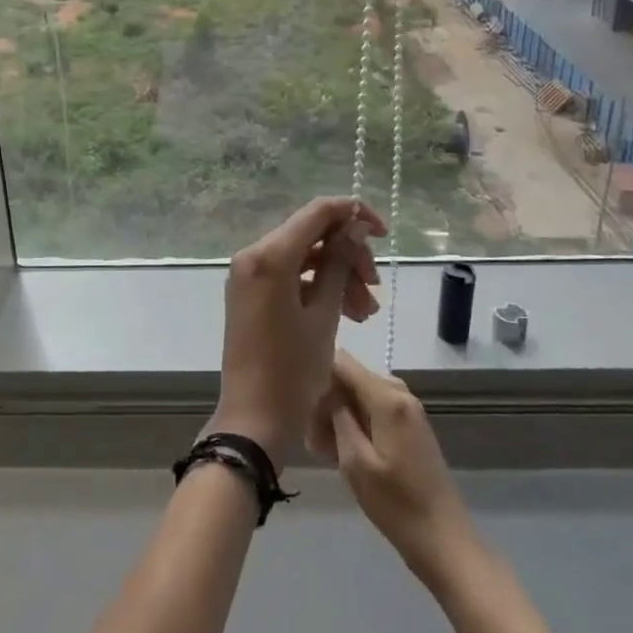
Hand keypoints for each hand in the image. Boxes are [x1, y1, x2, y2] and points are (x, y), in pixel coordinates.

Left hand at [210, 197, 386, 469]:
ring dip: (338, 275)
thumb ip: (339, 264)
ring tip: (366, 311)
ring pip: (303, 257)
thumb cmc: (293, 370)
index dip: (353, 213)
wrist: (254, 419)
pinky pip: (290, 277)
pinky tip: (347, 312)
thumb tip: (355, 227)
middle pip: (311, 235)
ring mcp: (249, 276)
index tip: (383, 232)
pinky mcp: (252, 294)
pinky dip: (318, 288)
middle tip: (374, 287)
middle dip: (348, 255)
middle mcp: (252, 256)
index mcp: (268, 256)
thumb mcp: (324, 315)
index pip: (317, 212)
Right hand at [310, 350, 475, 581]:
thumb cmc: (396, 504)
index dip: (317, 373)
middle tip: (311, 437)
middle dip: (326, 399)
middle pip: (350, 378)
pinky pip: (373, 411)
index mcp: (387, 397)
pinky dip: (355, 424)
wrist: (443, 540)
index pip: (342, 361)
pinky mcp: (409, 426)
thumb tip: (324, 387)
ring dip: (338, 415)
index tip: (299, 401)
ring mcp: (407, 409)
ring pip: (359, 395)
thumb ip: (337, 416)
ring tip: (322, 450)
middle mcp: (399, 393)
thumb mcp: (355, 461)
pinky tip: (341, 453)